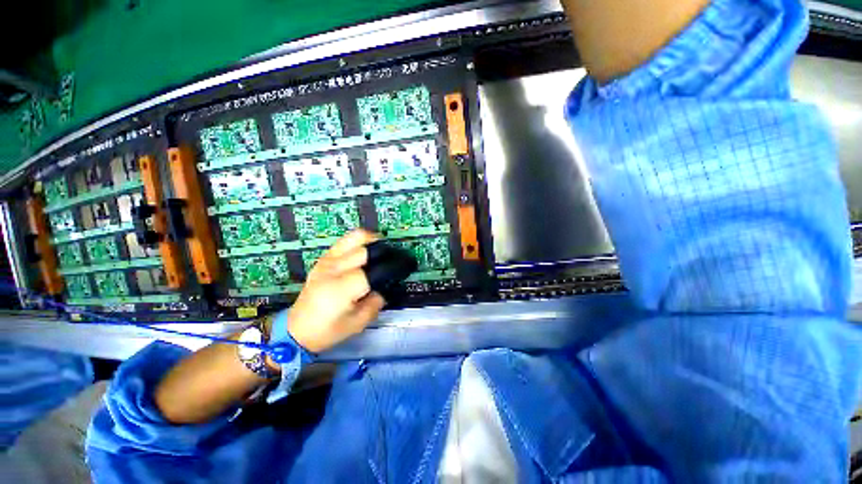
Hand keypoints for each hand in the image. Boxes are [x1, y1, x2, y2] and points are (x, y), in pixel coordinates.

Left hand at [286, 229, 385, 352]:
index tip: (406, 266)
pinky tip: (367, 251)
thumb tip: (385, 287)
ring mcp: (327, 260)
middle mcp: (334, 269)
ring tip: (382, 250)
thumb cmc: (327, 331)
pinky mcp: (324, 258)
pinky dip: (361, 241)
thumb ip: (376, 303)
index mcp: (342, 289)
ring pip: (356, 237)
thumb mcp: (358, 324)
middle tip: (395, 259)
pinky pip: (346, 240)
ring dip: (374, 240)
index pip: (375, 269)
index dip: (394, 266)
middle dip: (386, 252)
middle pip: (368, 250)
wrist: (296, 329)